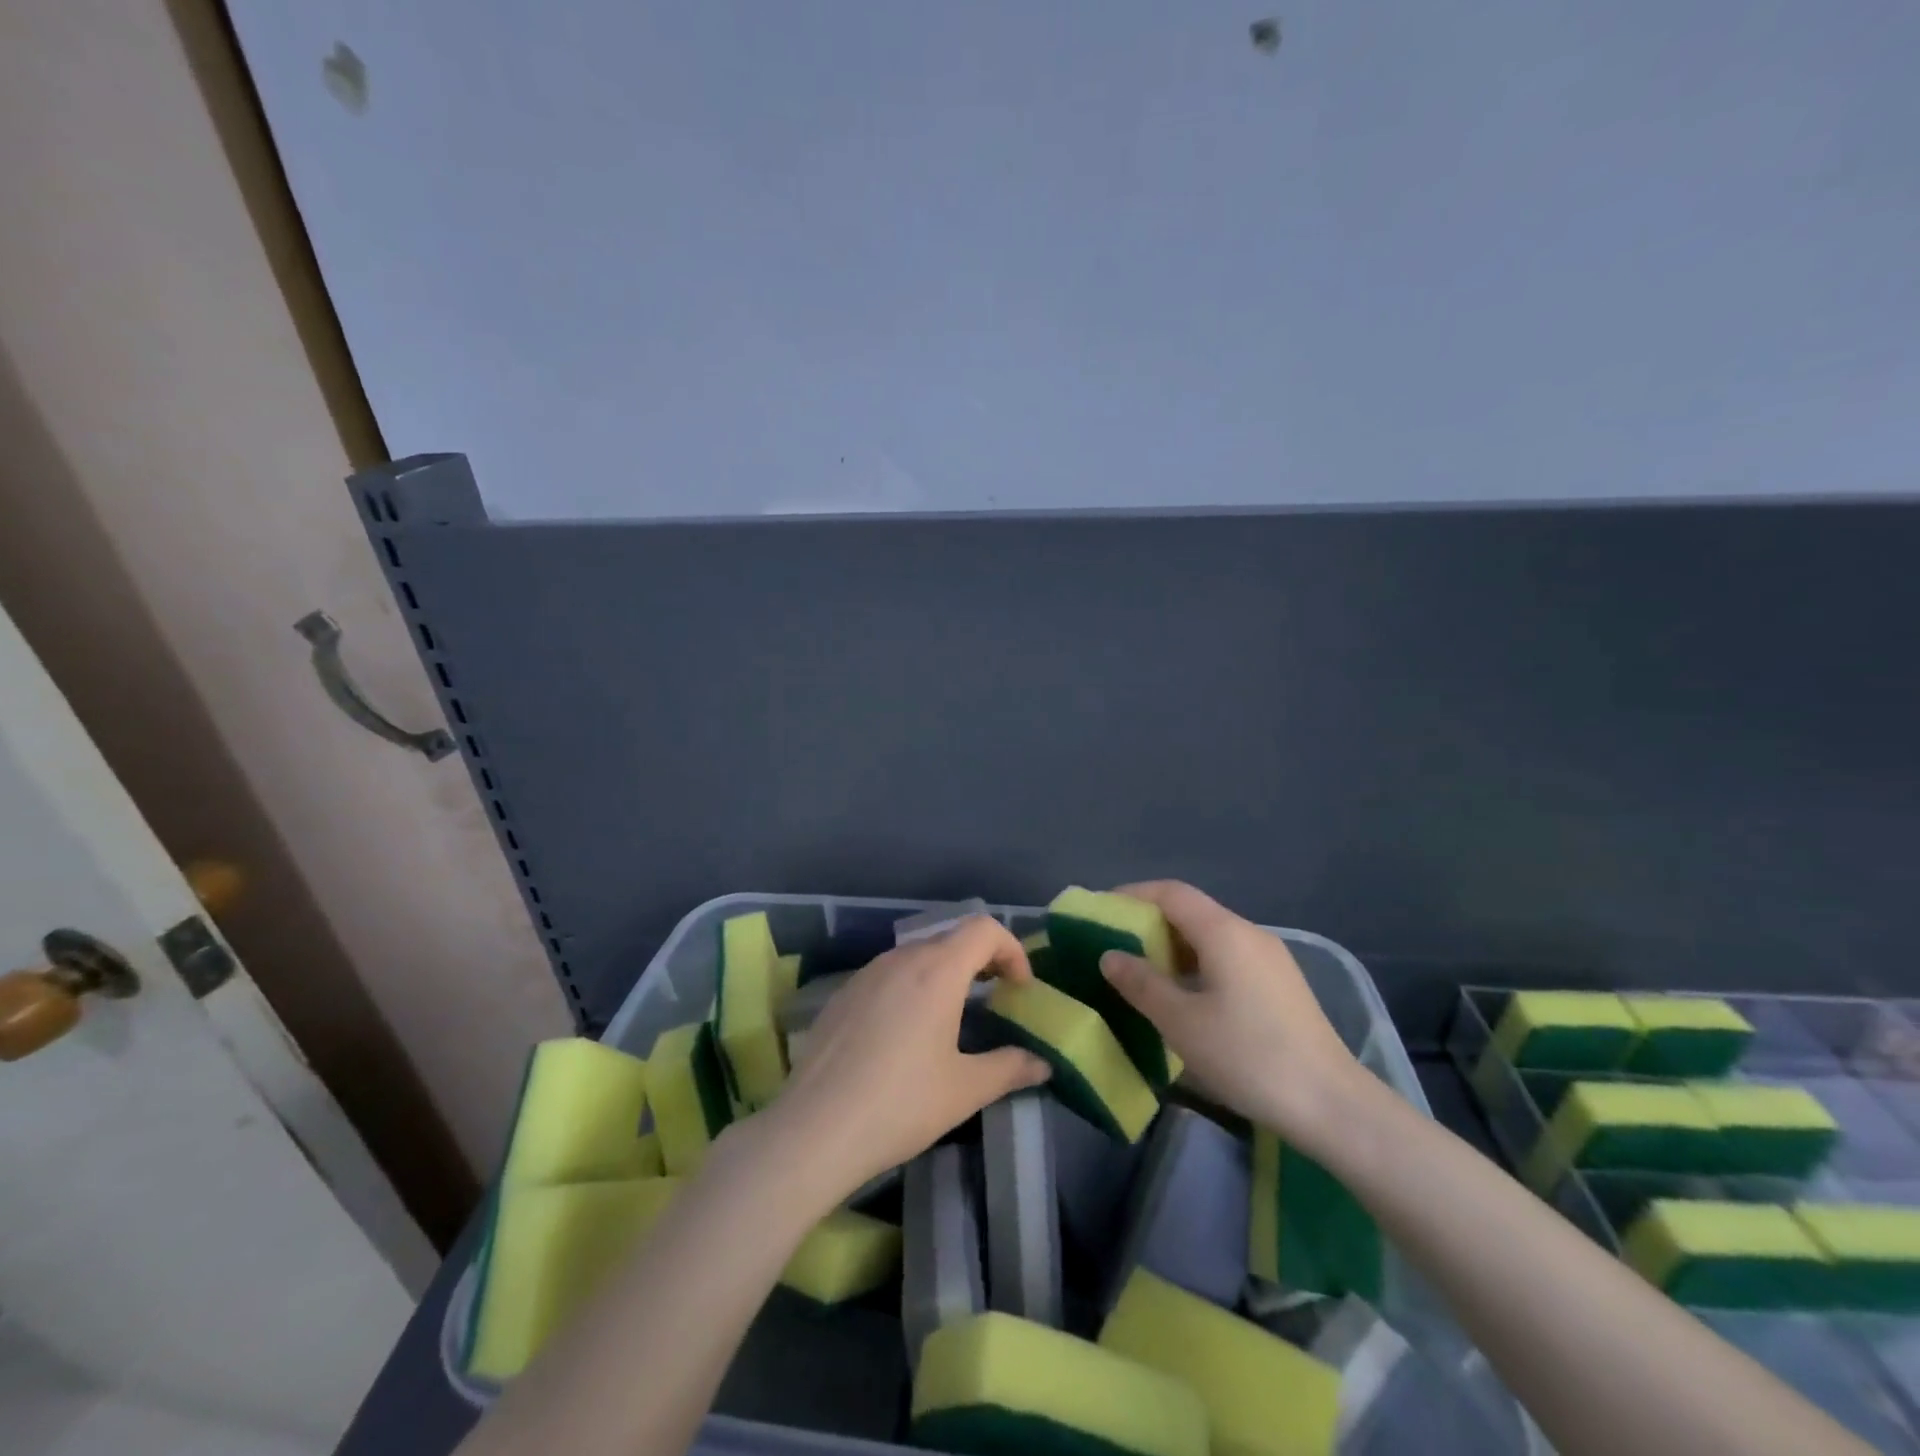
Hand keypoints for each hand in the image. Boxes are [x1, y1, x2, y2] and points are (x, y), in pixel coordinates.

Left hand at [765, 916, 1050, 1199]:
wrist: (814, 1129)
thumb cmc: (900, 1104)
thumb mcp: (964, 1090)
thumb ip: (1009, 1068)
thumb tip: (1042, 1064)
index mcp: (937, 971)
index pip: (984, 929)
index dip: (1011, 950)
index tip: (1019, 988)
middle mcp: (901, 959)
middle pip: (951, 939)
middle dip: (981, 961)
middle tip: (995, 999)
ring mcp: (866, 973)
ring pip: (917, 955)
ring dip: (945, 973)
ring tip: (953, 1016)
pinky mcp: (842, 993)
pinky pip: (888, 974)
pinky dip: (911, 986)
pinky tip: (904, 1033)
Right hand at [1098, 881, 1362, 1150]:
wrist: (1332, 1105)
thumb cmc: (1248, 1056)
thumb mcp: (1181, 1022)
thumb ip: (1141, 983)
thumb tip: (1110, 955)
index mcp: (1224, 932)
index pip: (1170, 893)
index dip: (1132, 895)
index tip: (1101, 912)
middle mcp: (1249, 934)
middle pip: (1191, 911)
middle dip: (1149, 923)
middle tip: (1115, 947)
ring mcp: (1270, 959)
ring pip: (1210, 937)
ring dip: (1173, 947)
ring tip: (1142, 974)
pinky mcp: (1280, 984)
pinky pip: (1228, 957)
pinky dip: (1197, 964)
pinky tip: (1185, 996)